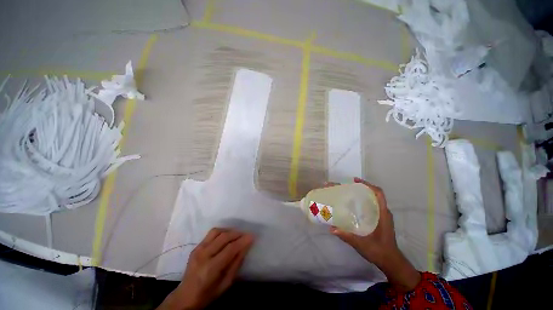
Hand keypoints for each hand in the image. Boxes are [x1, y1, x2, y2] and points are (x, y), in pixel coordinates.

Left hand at [158, 228, 253, 309]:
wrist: (185, 296)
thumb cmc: (208, 294)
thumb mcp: (226, 283)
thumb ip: (236, 263)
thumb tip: (246, 246)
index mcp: (210, 268)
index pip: (230, 249)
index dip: (242, 241)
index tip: (252, 236)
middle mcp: (203, 255)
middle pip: (224, 237)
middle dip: (237, 234)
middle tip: (246, 235)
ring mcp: (198, 249)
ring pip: (217, 232)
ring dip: (229, 231)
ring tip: (237, 235)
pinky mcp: (196, 247)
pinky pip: (211, 233)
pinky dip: (222, 231)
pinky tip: (227, 236)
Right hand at [328, 178, 420, 291]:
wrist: (391, 262)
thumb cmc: (380, 251)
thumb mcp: (362, 244)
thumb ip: (347, 236)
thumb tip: (331, 228)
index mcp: (382, 214)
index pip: (378, 193)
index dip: (368, 184)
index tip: (354, 181)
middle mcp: (382, 212)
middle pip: (372, 194)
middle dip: (359, 188)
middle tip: (343, 187)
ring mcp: (381, 216)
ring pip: (371, 199)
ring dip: (359, 194)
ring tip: (344, 193)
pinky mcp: (378, 220)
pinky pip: (369, 206)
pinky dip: (360, 201)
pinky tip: (350, 205)